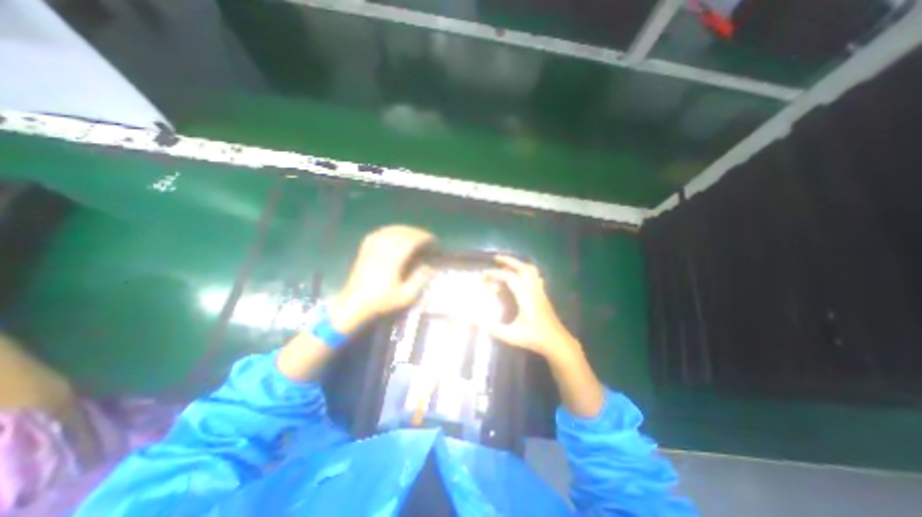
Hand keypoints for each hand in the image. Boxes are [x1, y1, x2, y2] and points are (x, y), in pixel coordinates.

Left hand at [327, 226, 435, 334]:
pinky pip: (380, 232)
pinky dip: (391, 230)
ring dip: (406, 230)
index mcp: (393, 259)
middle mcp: (383, 249)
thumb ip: (419, 279)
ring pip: (391, 230)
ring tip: (415, 235)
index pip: (412, 240)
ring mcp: (372, 247)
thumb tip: (429, 266)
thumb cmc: (381, 301)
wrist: (354, 303)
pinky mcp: (365, 248)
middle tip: (428, 238)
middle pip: (403, 233)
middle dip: (418, 233)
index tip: (434, 242)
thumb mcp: (405, 296)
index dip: (425, 238)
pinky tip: (395, 233)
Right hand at [485, 256, 578, 361]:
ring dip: (518, 264)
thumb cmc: (534, 338)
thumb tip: (476, 321)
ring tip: (506, 264)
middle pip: (523, 268)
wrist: (556, 341)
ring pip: (531, 270)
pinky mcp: (543, 294)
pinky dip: (526, 271)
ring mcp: (540, 291)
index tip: (484, 274)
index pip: (510, 278)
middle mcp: (534, 290)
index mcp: (526, 297)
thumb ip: (494, 329)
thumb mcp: (512, 336)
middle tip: (496, 258)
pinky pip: (535, 276)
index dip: (496, 273)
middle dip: (509, 260)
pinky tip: (520, 275)